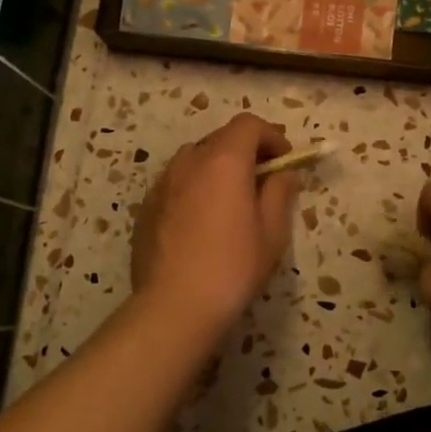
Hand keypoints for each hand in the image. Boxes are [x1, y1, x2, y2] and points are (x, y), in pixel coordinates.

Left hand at [131, 113, 300, 336]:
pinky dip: (194, 189)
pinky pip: (176, 184)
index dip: (271, 136)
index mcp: (223, 161)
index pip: (248, 124)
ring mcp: (162, 184)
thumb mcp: (271, 232)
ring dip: (217, 169)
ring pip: (195, 160)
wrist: (174, 307)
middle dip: (245, 152)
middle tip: (262, 183)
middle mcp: (189, 162)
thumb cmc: (232, 267)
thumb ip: (279, 193)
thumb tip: (283, 173)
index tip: (284, 162)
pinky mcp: (146, 207)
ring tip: (229, 203)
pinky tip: (201, 225)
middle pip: (220, 139)